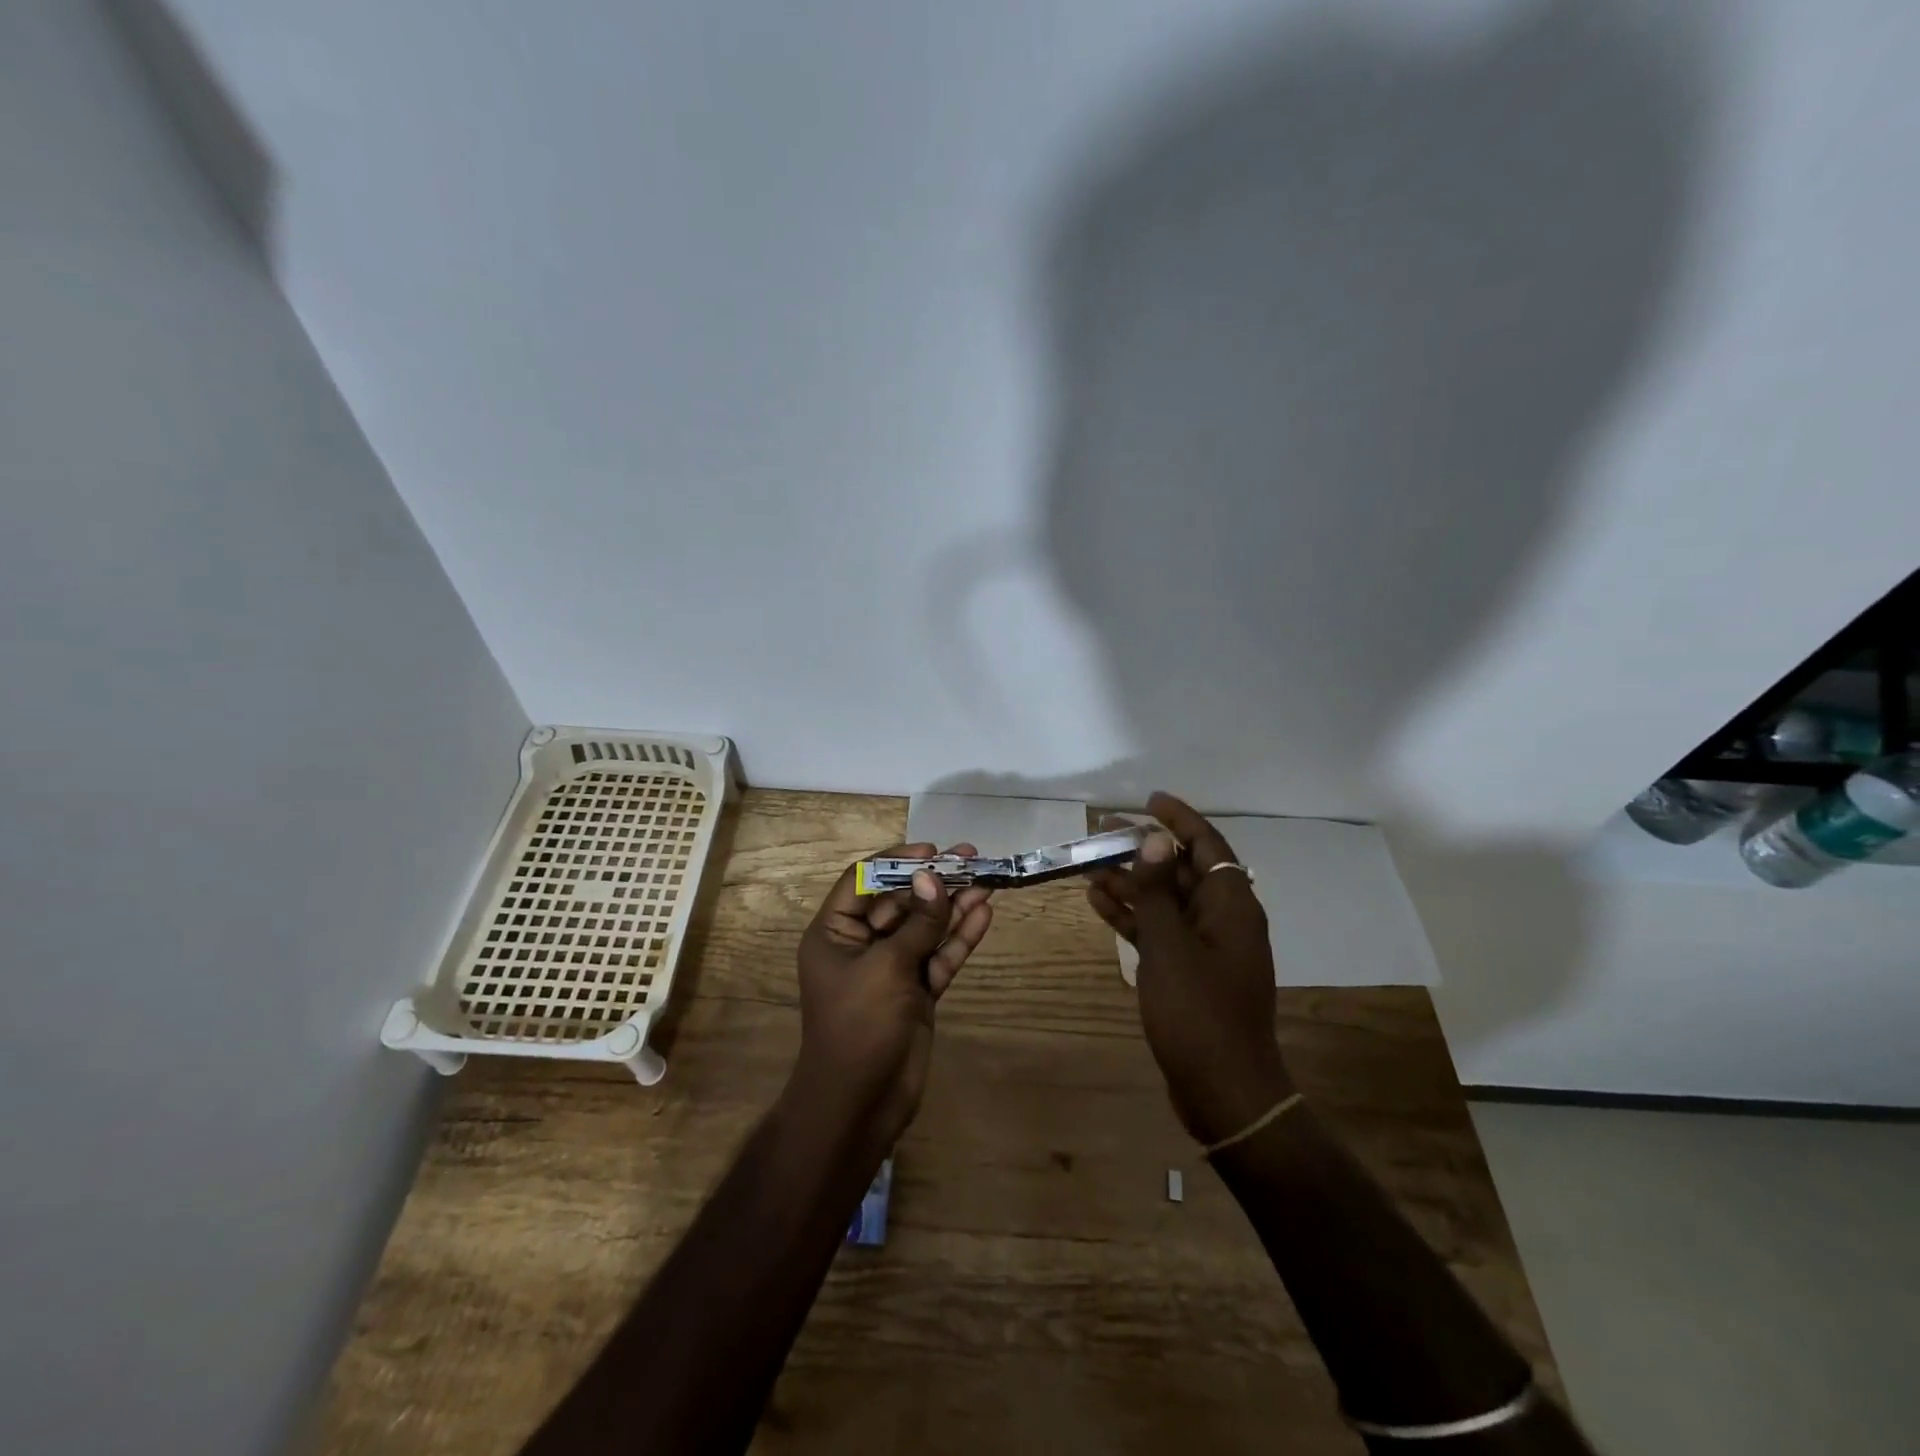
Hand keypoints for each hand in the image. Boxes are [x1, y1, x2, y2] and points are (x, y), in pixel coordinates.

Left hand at [793, 843, 993, 1149]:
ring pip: (925, 928)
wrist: (861, 1104)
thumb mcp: (886, 967)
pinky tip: (984, 914)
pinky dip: (960, 938)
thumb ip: (917, 923)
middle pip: (900, 901)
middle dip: (934, 881)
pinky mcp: (916, 992)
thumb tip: (934, 877)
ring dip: (953, 905)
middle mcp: (861, 945)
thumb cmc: (859, 1025)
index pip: (862, 881)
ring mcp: (891, 969)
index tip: (931, 850)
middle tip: (971, 858)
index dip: (896, 861)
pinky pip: (939, 956)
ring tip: (987, 879)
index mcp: (835, 933)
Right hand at [1087, 794, 1293, 1144]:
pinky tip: (1099, 902)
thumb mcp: (1171, 947)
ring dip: (1131, 882)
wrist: (1223, 1090)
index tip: (1150, 799)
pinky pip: (1160, 930)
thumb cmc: (1198, 1013)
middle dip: (1143, 849)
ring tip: (1089, 864)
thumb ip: (1157, 892)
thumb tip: (1154, 838)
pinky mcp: (1188, 971)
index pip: (1207, 845)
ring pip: (1165, 901)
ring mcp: (1205, 946)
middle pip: (1180, 870)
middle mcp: (1222, 918)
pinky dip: (1134, 916)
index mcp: (1231, 905)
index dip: (1179, 819)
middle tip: (1103, 830)